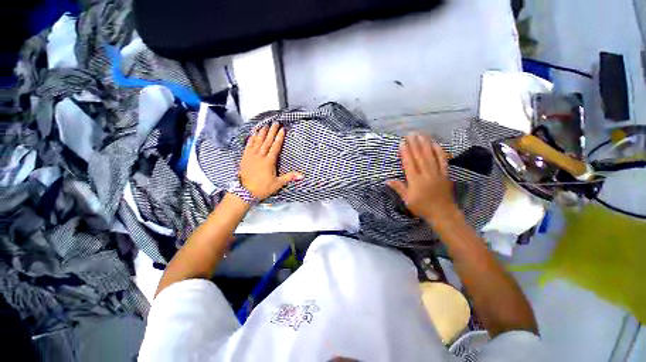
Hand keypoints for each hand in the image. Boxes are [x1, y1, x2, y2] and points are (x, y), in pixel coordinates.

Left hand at [238, 123, 302, 199]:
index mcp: (269, 161)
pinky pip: (248, 145)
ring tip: (265, 125)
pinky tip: (253, 133)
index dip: (279, 137)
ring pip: (257, 141)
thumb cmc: (263, 188)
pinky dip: (251, 138)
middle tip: (275, 123)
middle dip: (272, 131)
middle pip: (267, 141)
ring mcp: (251, 156)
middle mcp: (260, 156)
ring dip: (262, 132)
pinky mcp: (244, 157)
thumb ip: (289, 177)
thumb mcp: (278, 184)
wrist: (245, 192)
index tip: (282, 129)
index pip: (275, 147)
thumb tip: (302, 176)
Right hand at [386, 134, 458, 223]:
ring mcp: (437, 173)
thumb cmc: (422, 207)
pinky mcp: (445, 174)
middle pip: (420, 157)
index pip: (409, 164)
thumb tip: (387, 180)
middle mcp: (426, 174)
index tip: (402, 143)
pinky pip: (443, 161)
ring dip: (425, 144)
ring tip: (421, 135)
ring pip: (431, 156)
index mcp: (415, 181)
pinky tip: (436, 144)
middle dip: (414, 144)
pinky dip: (439, 151)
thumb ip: (399, 188)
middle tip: (410, 134)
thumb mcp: (407, 200)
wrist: (443, 213)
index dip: (406, 153)